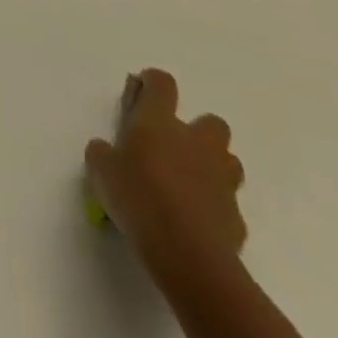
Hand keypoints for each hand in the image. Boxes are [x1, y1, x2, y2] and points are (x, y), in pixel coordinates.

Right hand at [85, 69, 246, 279]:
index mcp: (159, 121)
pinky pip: (227, 204)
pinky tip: (196, 223)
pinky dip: (215, 208)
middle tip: (173, 149)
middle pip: (211, 121)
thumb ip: (102, 153)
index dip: (152, 83)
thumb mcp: (100, 170)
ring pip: (228, 161)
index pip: (162, 83)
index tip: (141, 94)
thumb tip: (105, 150)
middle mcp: (195, 142)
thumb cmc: (138, 198)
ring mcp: (221, 180)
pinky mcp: (236, 218)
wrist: (187, 254)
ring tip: (188, 185)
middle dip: (197, 131)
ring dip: (212, 167)